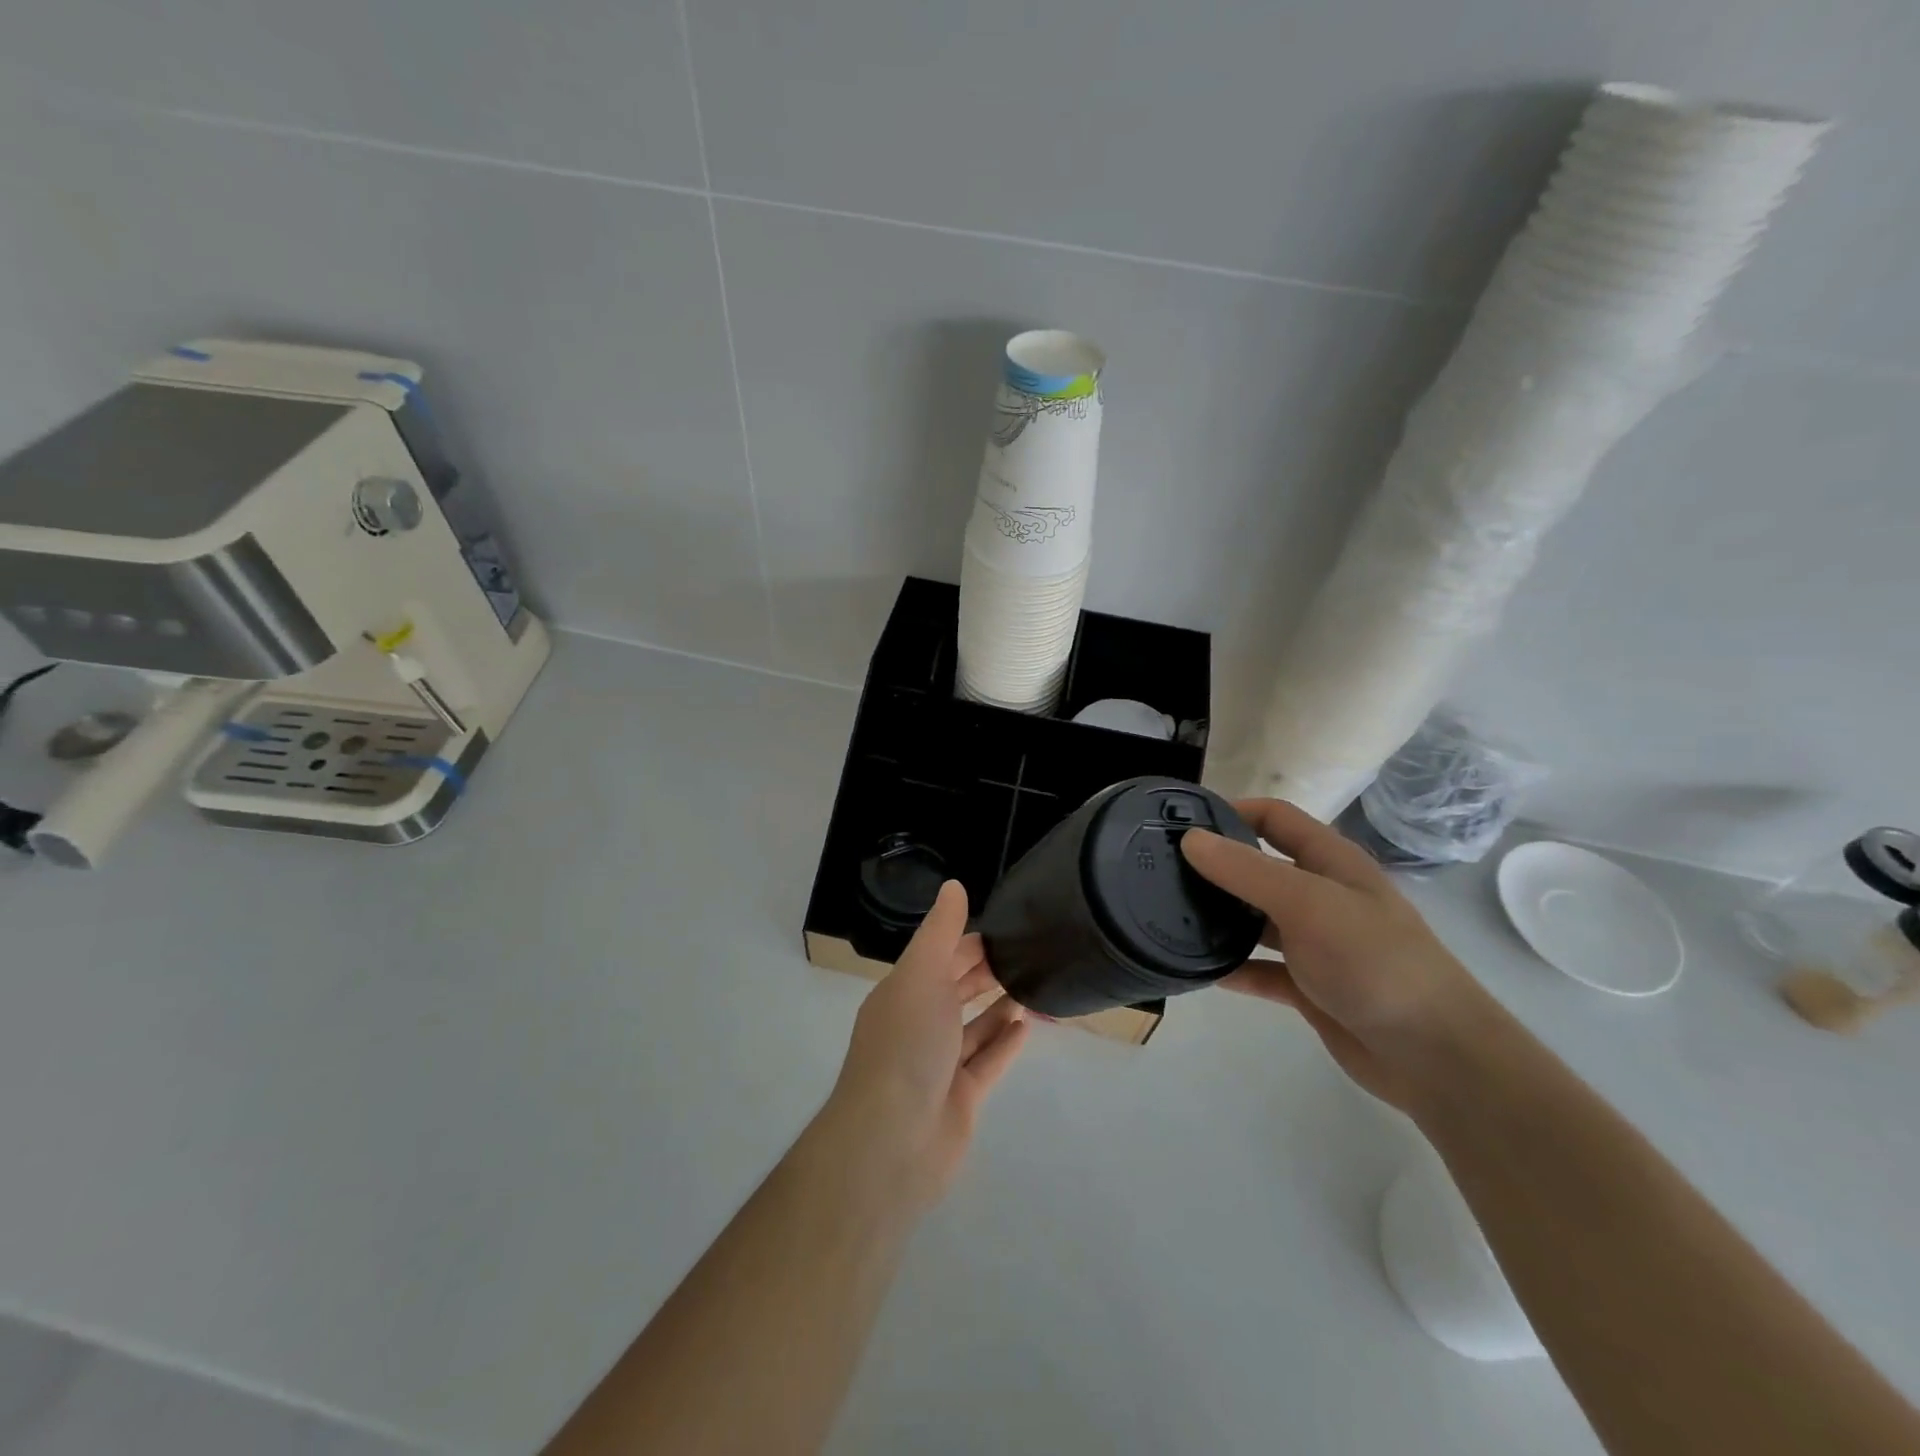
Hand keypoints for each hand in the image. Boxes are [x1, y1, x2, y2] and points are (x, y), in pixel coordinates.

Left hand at [820, 880, 1029, 1205]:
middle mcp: (918, 1025)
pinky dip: (1006, 1044)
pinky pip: (988, 1063)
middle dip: (986, 972)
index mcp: (903, 993)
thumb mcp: (922, 974)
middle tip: (1029, 953)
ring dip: (1000, 1007)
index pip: (939, 957)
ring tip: (1035, 985)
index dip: (969, 941)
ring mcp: (939, 1065)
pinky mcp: (960, 1099)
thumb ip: (942, 931)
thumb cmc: (906, 1044)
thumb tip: (954, 885)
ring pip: (974, 1028)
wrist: (892, 1140)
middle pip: (956, 991)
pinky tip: (1029, 1026)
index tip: (1007, 929)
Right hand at [1181, 799, 1487, 1109]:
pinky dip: (1234, 968)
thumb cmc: (1374, 961)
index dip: (1231, 811)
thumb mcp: (1307, 903)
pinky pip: (1261, 970)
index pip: (1274, 818)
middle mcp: (1321, 895)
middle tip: (1162, 870)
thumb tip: (1191, 839)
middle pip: (1260, 868)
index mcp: (1330, 862)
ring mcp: (1316, 943)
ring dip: (1221, 917)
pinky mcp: (1310, 987)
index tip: (1181, 821)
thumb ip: (1246, 871)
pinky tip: (1200, 971)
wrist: (1433, 1055)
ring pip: (1257, 920)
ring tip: (1170, 916)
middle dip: (1216, 866)